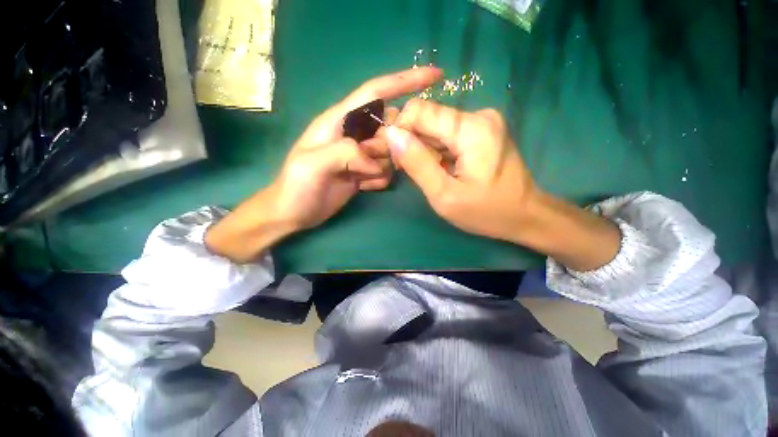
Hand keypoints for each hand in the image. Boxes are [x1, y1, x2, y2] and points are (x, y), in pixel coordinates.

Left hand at [205, 68, 442, 261]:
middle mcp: (354, 134)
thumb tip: (374, 160)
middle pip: (390, 127)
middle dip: (392, 145)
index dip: (404, 82)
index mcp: (340, 121)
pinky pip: (386, 171)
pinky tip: (362, 187)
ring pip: (391, 153)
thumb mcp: (312, 165)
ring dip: (383, 167)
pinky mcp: (365, 172)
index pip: (375, 93)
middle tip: (373, 164)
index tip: (435, 76)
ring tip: (361, 179)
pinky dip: (380, 180)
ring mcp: (361, 155)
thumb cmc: (296, 187)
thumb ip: (344, 152)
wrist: (294, 213)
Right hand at [387, 99, 620, 270]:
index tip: (401, 161)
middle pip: (427, 118)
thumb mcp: (444, 195)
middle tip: (417, 174)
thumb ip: (417, 163)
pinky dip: (438, 150)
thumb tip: (391, 134)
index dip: (401, 132)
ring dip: (426, 150)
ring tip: (432, 175)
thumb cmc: (485, 211)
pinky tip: (443, 169)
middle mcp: (478, 115)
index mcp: (471, 129)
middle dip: (414, 144)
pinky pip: (448, 133)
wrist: (524, 215)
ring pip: (436, 127)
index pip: (419, 111)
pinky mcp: (482, 130)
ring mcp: (482, 121)